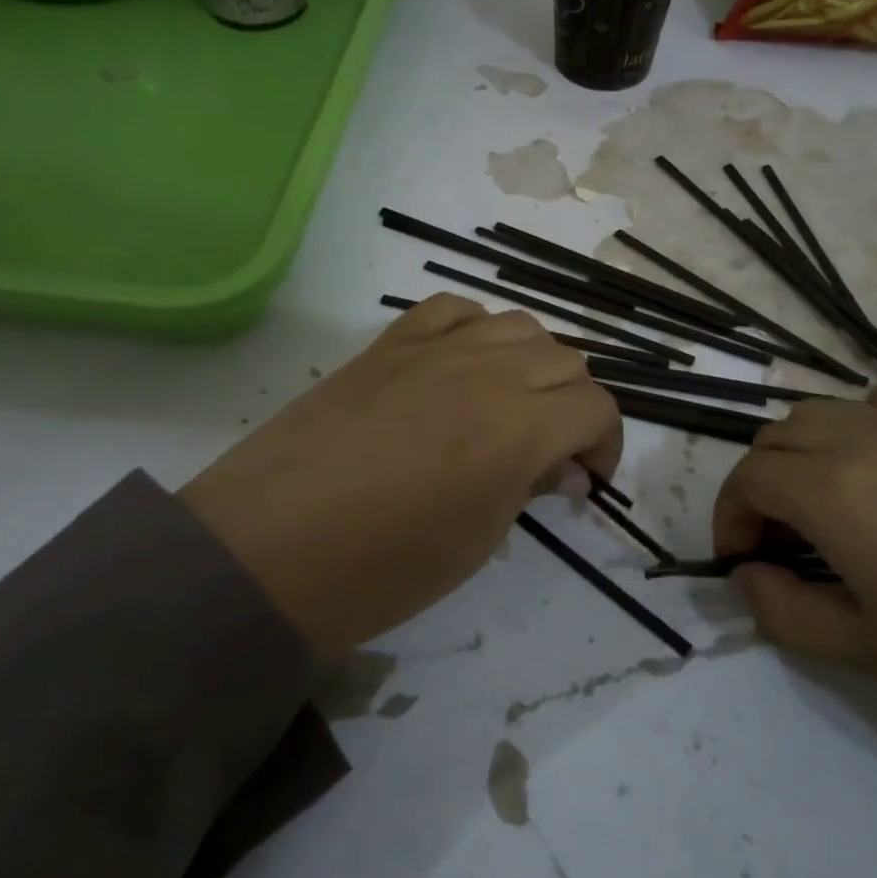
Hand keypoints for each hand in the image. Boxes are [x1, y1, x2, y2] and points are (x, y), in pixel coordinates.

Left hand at [179, 295, 621, 656]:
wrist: (270, 550)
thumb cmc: (384, 568)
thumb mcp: (479, 539)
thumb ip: (531, 485)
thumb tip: (564, 467)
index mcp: (519, 427)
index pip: (596, 408)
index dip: (606, 444)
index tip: (588, 478)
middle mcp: (487, 371)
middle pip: (565, 360)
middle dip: (575, 405)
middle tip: (553, 450)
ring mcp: (434, 348)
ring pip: (518, 325)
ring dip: (533, 364)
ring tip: (512, 404)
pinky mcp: (390, 343)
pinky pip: (453, 309)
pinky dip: (476, 330)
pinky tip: (465, 363)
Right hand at [716, 387, 876, 783]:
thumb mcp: (865, 652)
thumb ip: (783, 610)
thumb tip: (748, 576)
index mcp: (835, 491)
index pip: (748, 477)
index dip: (728, 518)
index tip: (740, 564)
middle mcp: (865, 440)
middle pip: (776, 437)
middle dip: (758, 486)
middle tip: (776, 545)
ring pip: (821, 413)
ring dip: (798, 453)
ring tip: (820, 512)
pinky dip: (854, 428)